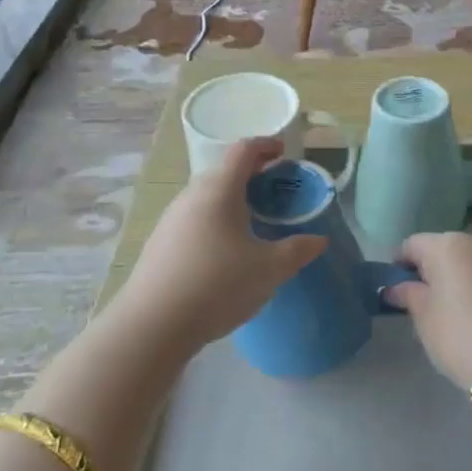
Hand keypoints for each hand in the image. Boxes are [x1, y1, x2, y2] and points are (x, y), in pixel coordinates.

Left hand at [108, 139, 325, 356]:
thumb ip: (298, 250)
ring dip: (231, 201)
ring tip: (253, 222)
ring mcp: (170, 220)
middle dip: (251, 175)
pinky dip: (214, 222)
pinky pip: (193, 220)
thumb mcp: (269, 269)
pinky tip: (224, 252)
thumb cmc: (218, 285)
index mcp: (219, 190)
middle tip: (274, 191)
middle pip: (223, 172)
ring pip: (206, 198)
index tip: (283, 153)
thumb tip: (318, 240)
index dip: (265, 145)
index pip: (242, 150)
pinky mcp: (159, 244)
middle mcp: (191, 196)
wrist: (153, 325)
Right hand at [387, 233, 471, 388]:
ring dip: (468, 278)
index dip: (401, 264)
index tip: (398, 289)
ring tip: (465, 312)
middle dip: (437, 271)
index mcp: (447, 246)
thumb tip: (397, 287)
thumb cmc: (461, 337)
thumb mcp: (425, 320)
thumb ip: (409, 296)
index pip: (413, 245)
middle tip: (431, 303)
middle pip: (448, 250)